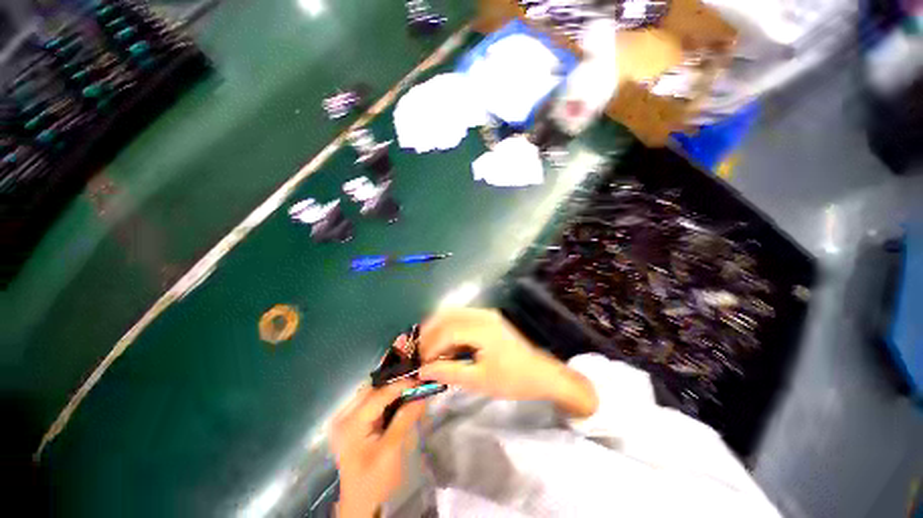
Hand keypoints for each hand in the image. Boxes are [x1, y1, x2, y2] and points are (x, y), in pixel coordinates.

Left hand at [331, 376, 424, 517]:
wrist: (360, 503)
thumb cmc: (375, 479)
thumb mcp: (392, 449)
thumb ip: (405, 418)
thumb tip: (421, 394)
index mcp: (351, 423)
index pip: (379, 394)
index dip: (401, 385)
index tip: (420, 380)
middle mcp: (343, 416)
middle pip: (372, 389)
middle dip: (394, 385)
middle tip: (414, 385)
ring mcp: (344, 419)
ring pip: (370, 393)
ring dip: (389, 391)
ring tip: (408, 391)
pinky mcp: (350, 423)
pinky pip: (368, 402)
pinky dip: (384, 399)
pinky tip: (397, 402)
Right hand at [417, 308, 597, 416]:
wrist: (542, 374)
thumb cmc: (513, 380)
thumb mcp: (479, 381)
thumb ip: (449, 372)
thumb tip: (423, 370)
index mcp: (482, 328)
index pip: (446, 331)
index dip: (429, 346)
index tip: (419, 364)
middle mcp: (482, 314)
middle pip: (446, 317)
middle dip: (429, 334)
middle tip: (419, 354)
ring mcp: (486, 314)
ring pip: (452, 315)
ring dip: (437, 330)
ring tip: (428, 350)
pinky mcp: (488, 318)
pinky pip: (461, 318)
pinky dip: (448, 329)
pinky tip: (445, 344)